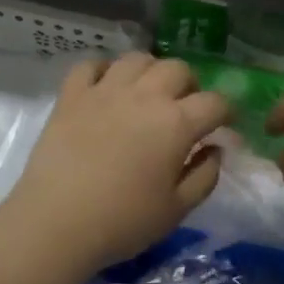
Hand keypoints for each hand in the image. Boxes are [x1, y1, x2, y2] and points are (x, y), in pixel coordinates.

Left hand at [7, 53, 230, 272]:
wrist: (56, 223)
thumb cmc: (123, 222)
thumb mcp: (177, 209)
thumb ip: (205, 176)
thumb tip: (215, 149)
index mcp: (176, 123)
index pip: (215, 102)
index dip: (228, 112)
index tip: (226, 126)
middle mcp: (144, 96)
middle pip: (178, 69)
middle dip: (191, 85)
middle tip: (186, 109)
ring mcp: (104, 91)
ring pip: (137, 59)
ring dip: (151, 71)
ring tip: (148, 93)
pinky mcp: (71, 96)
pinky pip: (90, 65)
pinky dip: (103, 70)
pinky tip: (106, 87)